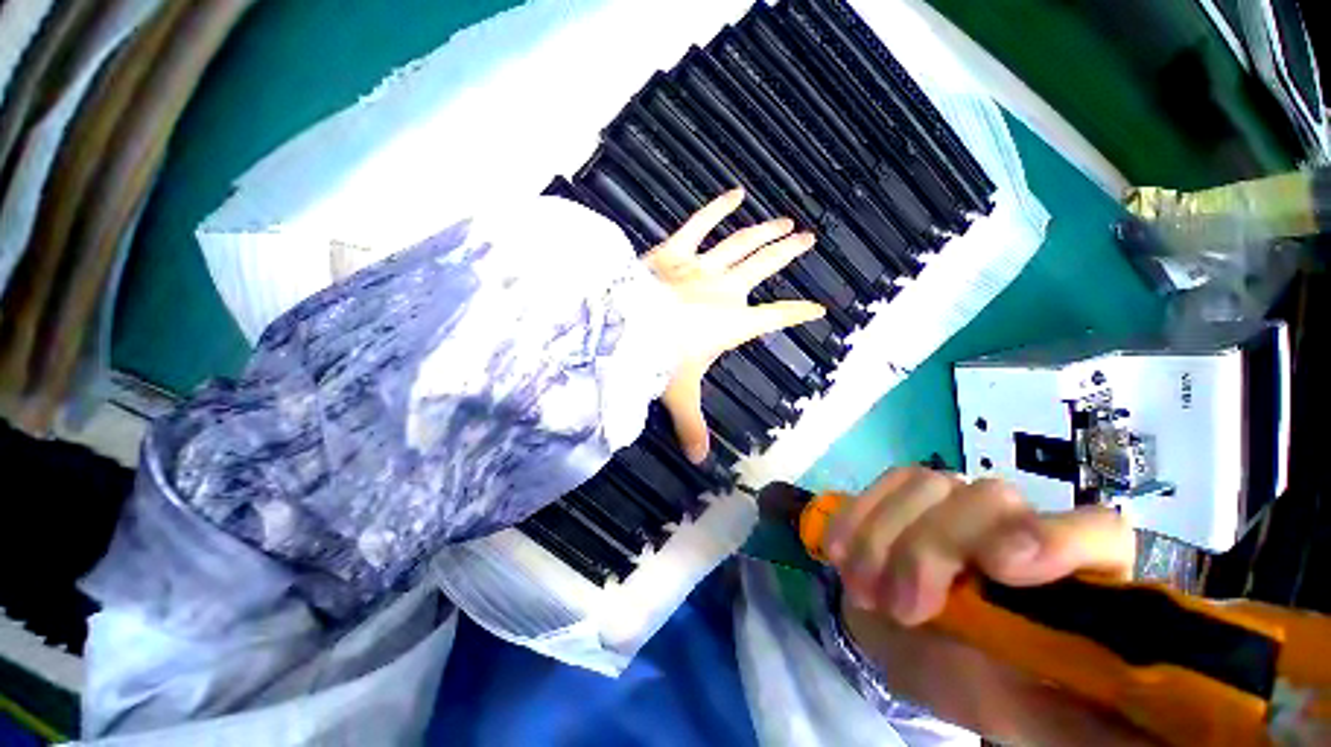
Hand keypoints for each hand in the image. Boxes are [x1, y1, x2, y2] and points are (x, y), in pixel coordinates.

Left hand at [645, 188, 824, 462]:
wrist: (624, 329)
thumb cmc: (657, 360)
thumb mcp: (678, 395)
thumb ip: (691, 427)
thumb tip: (699, 461)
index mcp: (731, 324)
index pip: (775, 318)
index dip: (798, 313)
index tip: (818, 308)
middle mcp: (724, 291)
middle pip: (764, 268)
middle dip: (787, 254)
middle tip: (807, 239)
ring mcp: (701, 266)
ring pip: (742, 244)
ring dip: (765, 231)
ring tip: (785, 221)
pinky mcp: (675, 250)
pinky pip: (699, 224)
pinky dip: (718, 207)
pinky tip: (736, 191)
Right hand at [827, 468, 1151, 744]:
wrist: (920, 648)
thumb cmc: (989, 689)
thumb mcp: (1042, 723)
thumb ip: (1095, 726)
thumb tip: (1152, 735)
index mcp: (1075, 578)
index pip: (1095, 533)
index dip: (1056, 539)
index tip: (1001, 569)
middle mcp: (1019, 524)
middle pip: (988, 498)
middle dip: (934, 548)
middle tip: (905, 607)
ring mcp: (957, 503)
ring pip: (926, 485)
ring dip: (884, 537)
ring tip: (865, 590)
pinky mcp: (908, 498)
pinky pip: (883, 485)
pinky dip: (857, 516)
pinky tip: (841, 553)